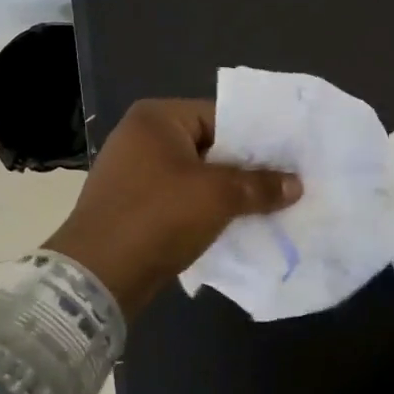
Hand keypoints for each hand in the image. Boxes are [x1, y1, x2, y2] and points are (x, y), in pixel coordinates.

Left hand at [44, 99, 300, 316]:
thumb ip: (261, 185)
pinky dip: (206, 210)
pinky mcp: (133, 206)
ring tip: (269, 204)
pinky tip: (236, 224)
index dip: (258, 138)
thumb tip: (296, 184)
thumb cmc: (159, 217)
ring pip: (197, 176)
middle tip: (286, 181)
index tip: (289, 156)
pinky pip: (181, 200)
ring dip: (228, 192)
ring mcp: (133, 173)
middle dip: (246, 168)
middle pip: (210, 146)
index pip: (222, 116)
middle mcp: (141, 138)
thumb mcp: (219, 196)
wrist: (97, 276)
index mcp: (157, 119)